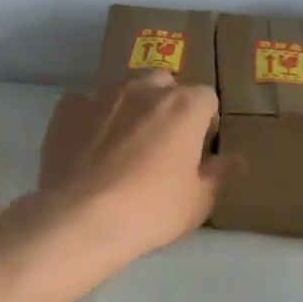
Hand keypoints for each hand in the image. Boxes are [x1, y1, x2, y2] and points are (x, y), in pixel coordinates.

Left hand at [38, 72, 232, 262]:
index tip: (199, 149)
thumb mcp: (198, 202)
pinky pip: (83, 103)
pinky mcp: (67, 111)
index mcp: (184, 107)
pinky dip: (90, 116)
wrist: (82, 218)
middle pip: (164, 83)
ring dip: (131, 106)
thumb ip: (218, 175)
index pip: (207, 98)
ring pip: (124, 88)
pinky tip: (88, 143)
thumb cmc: (151, 210)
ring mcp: (102, 96)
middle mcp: (144, 89)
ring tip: (125, 141)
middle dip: (167, 104)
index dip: (205, 122)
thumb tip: (234, 159)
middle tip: (163, 142)